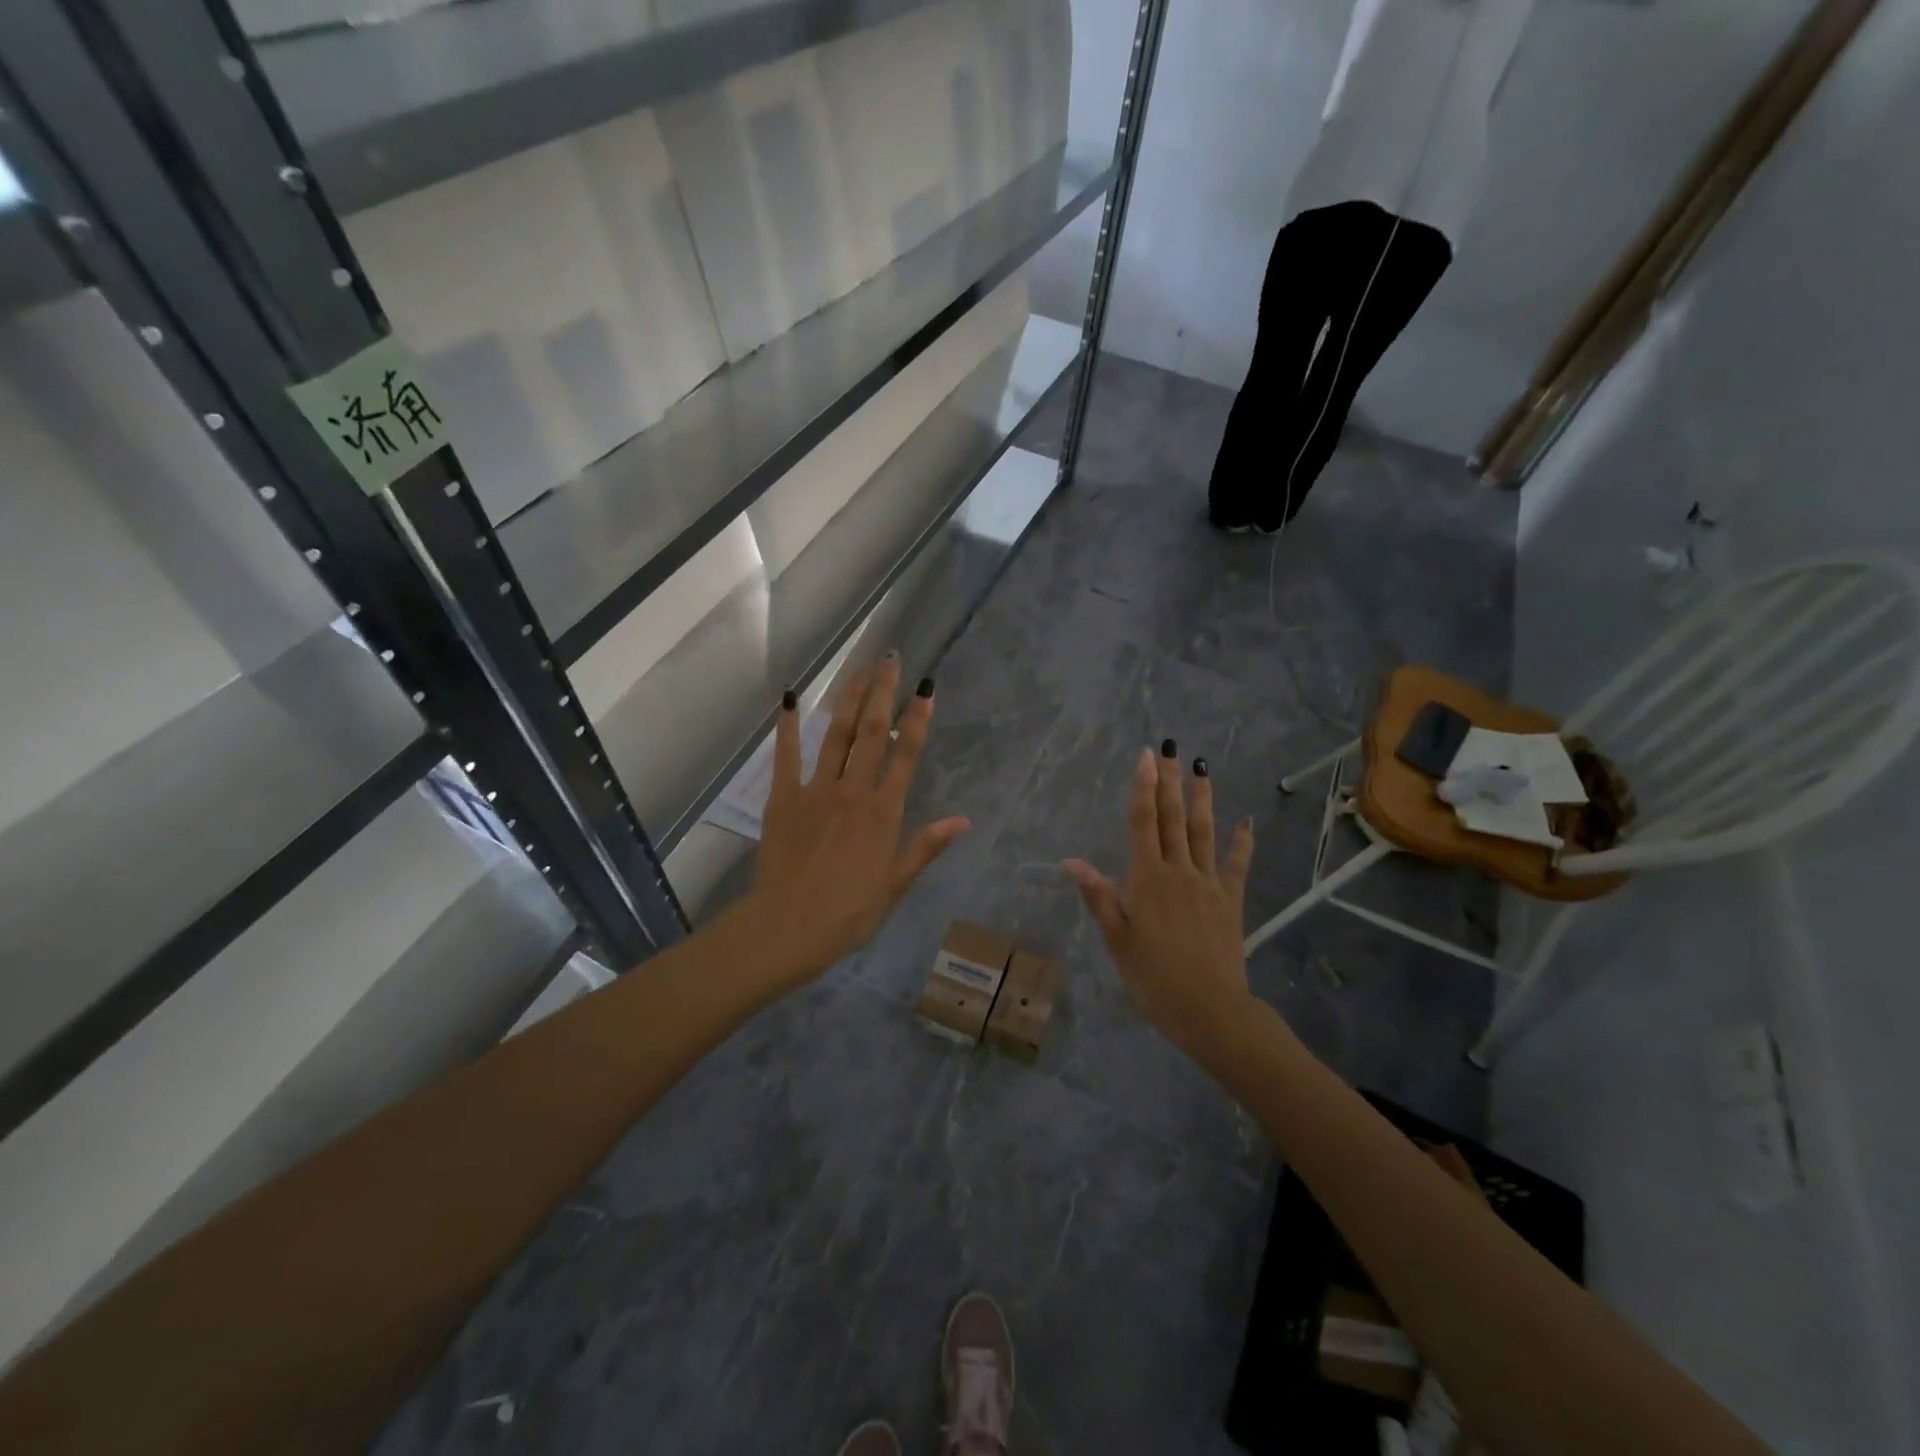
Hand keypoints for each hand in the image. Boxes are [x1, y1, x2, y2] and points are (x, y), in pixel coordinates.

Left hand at [745, 655, 969, 984]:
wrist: (790, 927)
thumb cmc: (850, 912)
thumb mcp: (896, 883)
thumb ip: (926, 846)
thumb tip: (963, 820)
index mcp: (884, 812)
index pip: (905, 755)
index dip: (917, 719)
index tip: (926, 688)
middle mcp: (853, 791)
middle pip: (871, 733)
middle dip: (883, 693)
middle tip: (890, 658)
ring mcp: (816, 790)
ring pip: (837, 736)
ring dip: (849, 699)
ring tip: (860, 668)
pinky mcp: (784, 798)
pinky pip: (787, 756)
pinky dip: (787, 727)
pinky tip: (788, 699)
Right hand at [1065, 746, 1254, 1055]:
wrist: (1209, 1009)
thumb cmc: (1153, 977)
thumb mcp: (1117, 939)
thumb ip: (1098, 896)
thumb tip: (1071, 861)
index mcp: (1146, 879)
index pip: (1143, 823)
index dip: (1143, 788)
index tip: (1146, 757)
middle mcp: (1178, 871)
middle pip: (1173, 819)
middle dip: (1169, 782)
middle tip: (1170, 749)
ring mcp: (1208, 884)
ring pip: (1203, 832)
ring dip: (1202, 799)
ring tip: (1202, 768)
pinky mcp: (1231, 900)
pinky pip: (1237, 865)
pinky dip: (1242, 842)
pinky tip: (1246, 821)